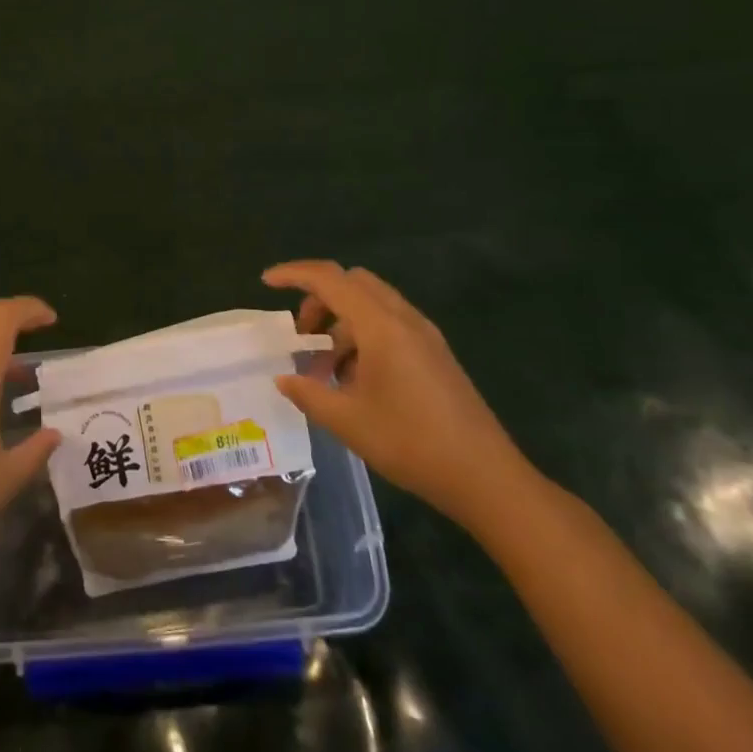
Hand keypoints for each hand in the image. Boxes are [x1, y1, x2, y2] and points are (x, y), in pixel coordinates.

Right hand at [265, 261, 535, 530]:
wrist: (486, 477)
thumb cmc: (411, 444)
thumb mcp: (347, 421)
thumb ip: (308, 393)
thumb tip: (283, 379)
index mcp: (380, 326)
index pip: (330, 279)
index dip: (294, 274)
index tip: (266, 282)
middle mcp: (403, 318)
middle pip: (352, 283)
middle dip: (319, 299)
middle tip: (301, 335)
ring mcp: (424, 334)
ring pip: (371, 304)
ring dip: (341, 322)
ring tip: (325, 369)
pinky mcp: (434, 353)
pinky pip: (389, 324)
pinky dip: (362, 336)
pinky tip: (354, 379)